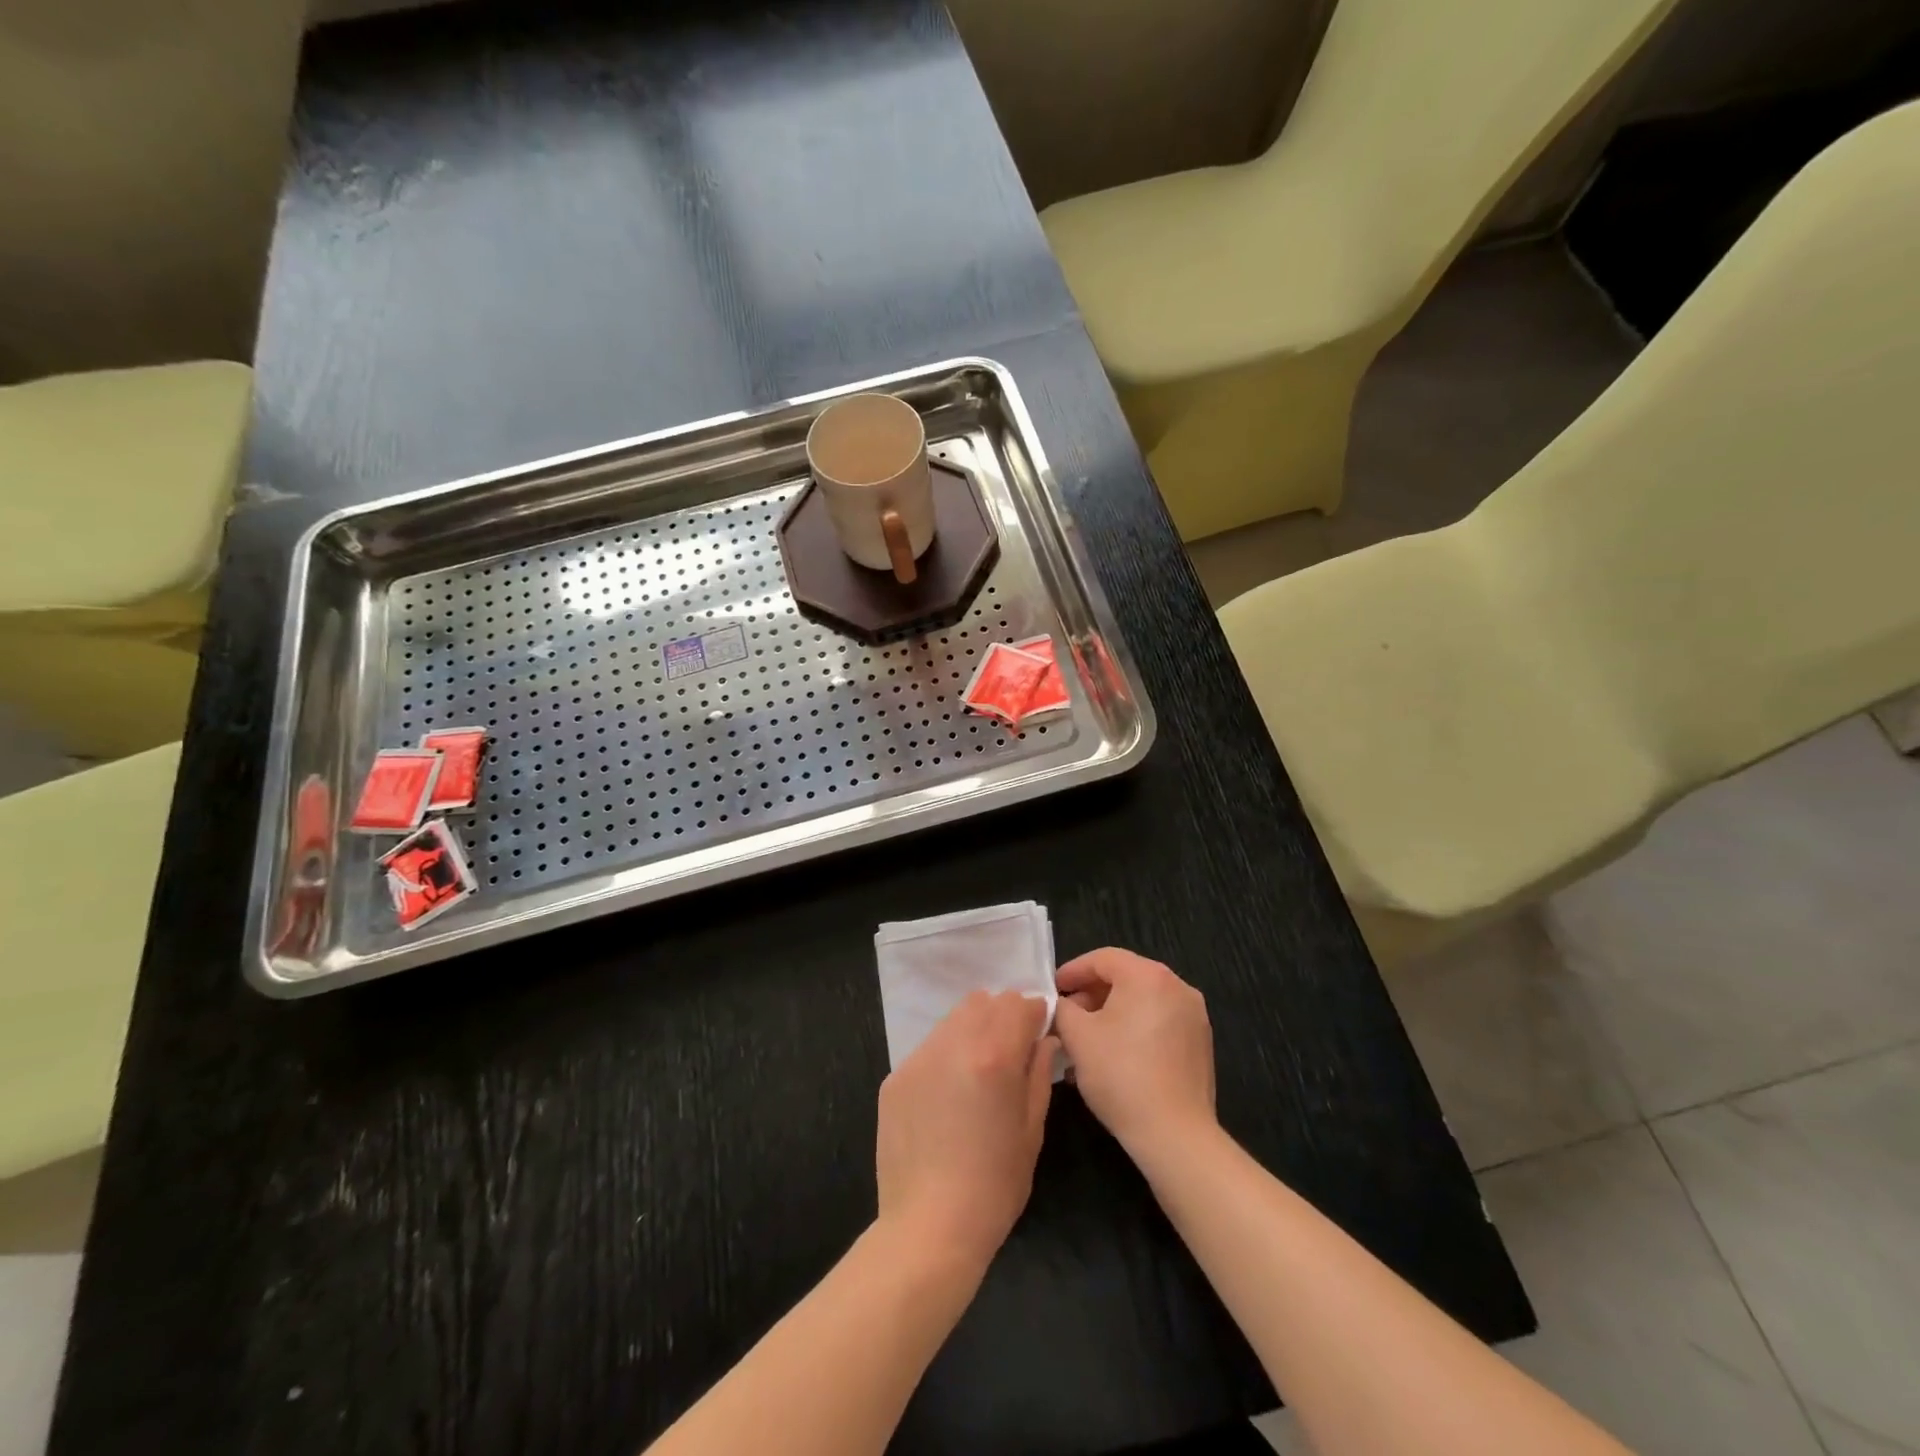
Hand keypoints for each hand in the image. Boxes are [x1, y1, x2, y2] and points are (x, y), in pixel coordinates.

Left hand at [875, 991, 1058, 1272]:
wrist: (928, 1227)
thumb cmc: (994, 1185)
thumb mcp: (1031, 1129)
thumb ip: (1038, 1073)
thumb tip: (1043, 1040)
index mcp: (994, 1055)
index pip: (1019, 1004)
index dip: (1035, 1014)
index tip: (1039, 1032)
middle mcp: (953, 1044)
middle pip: (984, 1002)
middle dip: (1003, 1016)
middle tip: (1011, 1050)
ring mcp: (918, 1058)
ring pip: (953, 1020)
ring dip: (972, 1030)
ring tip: (978, 1072)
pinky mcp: (894, 1078)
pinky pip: (928, 1049)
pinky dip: (945, 1056)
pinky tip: (948, 1096)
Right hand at [1054, 948, 1215, 1161]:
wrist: (1175, 1135)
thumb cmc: (1121, 1075)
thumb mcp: (1077, 1036)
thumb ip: (1063, 1008)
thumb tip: (1063, 1004)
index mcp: (1149, 976)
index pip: (1103, 958)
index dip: (1073, 970)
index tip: (1053, 988)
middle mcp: (1177, 986)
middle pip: (1126, 977)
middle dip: (1092, 993)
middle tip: (1067, 1015)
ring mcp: (1194, 1016)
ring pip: (1143, 1002)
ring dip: (1111, 1013)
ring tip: (1086, 1039)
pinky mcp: (1200, 1044)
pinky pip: (1159, 1022)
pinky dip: (1134, 1029)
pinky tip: (1114, 1055)